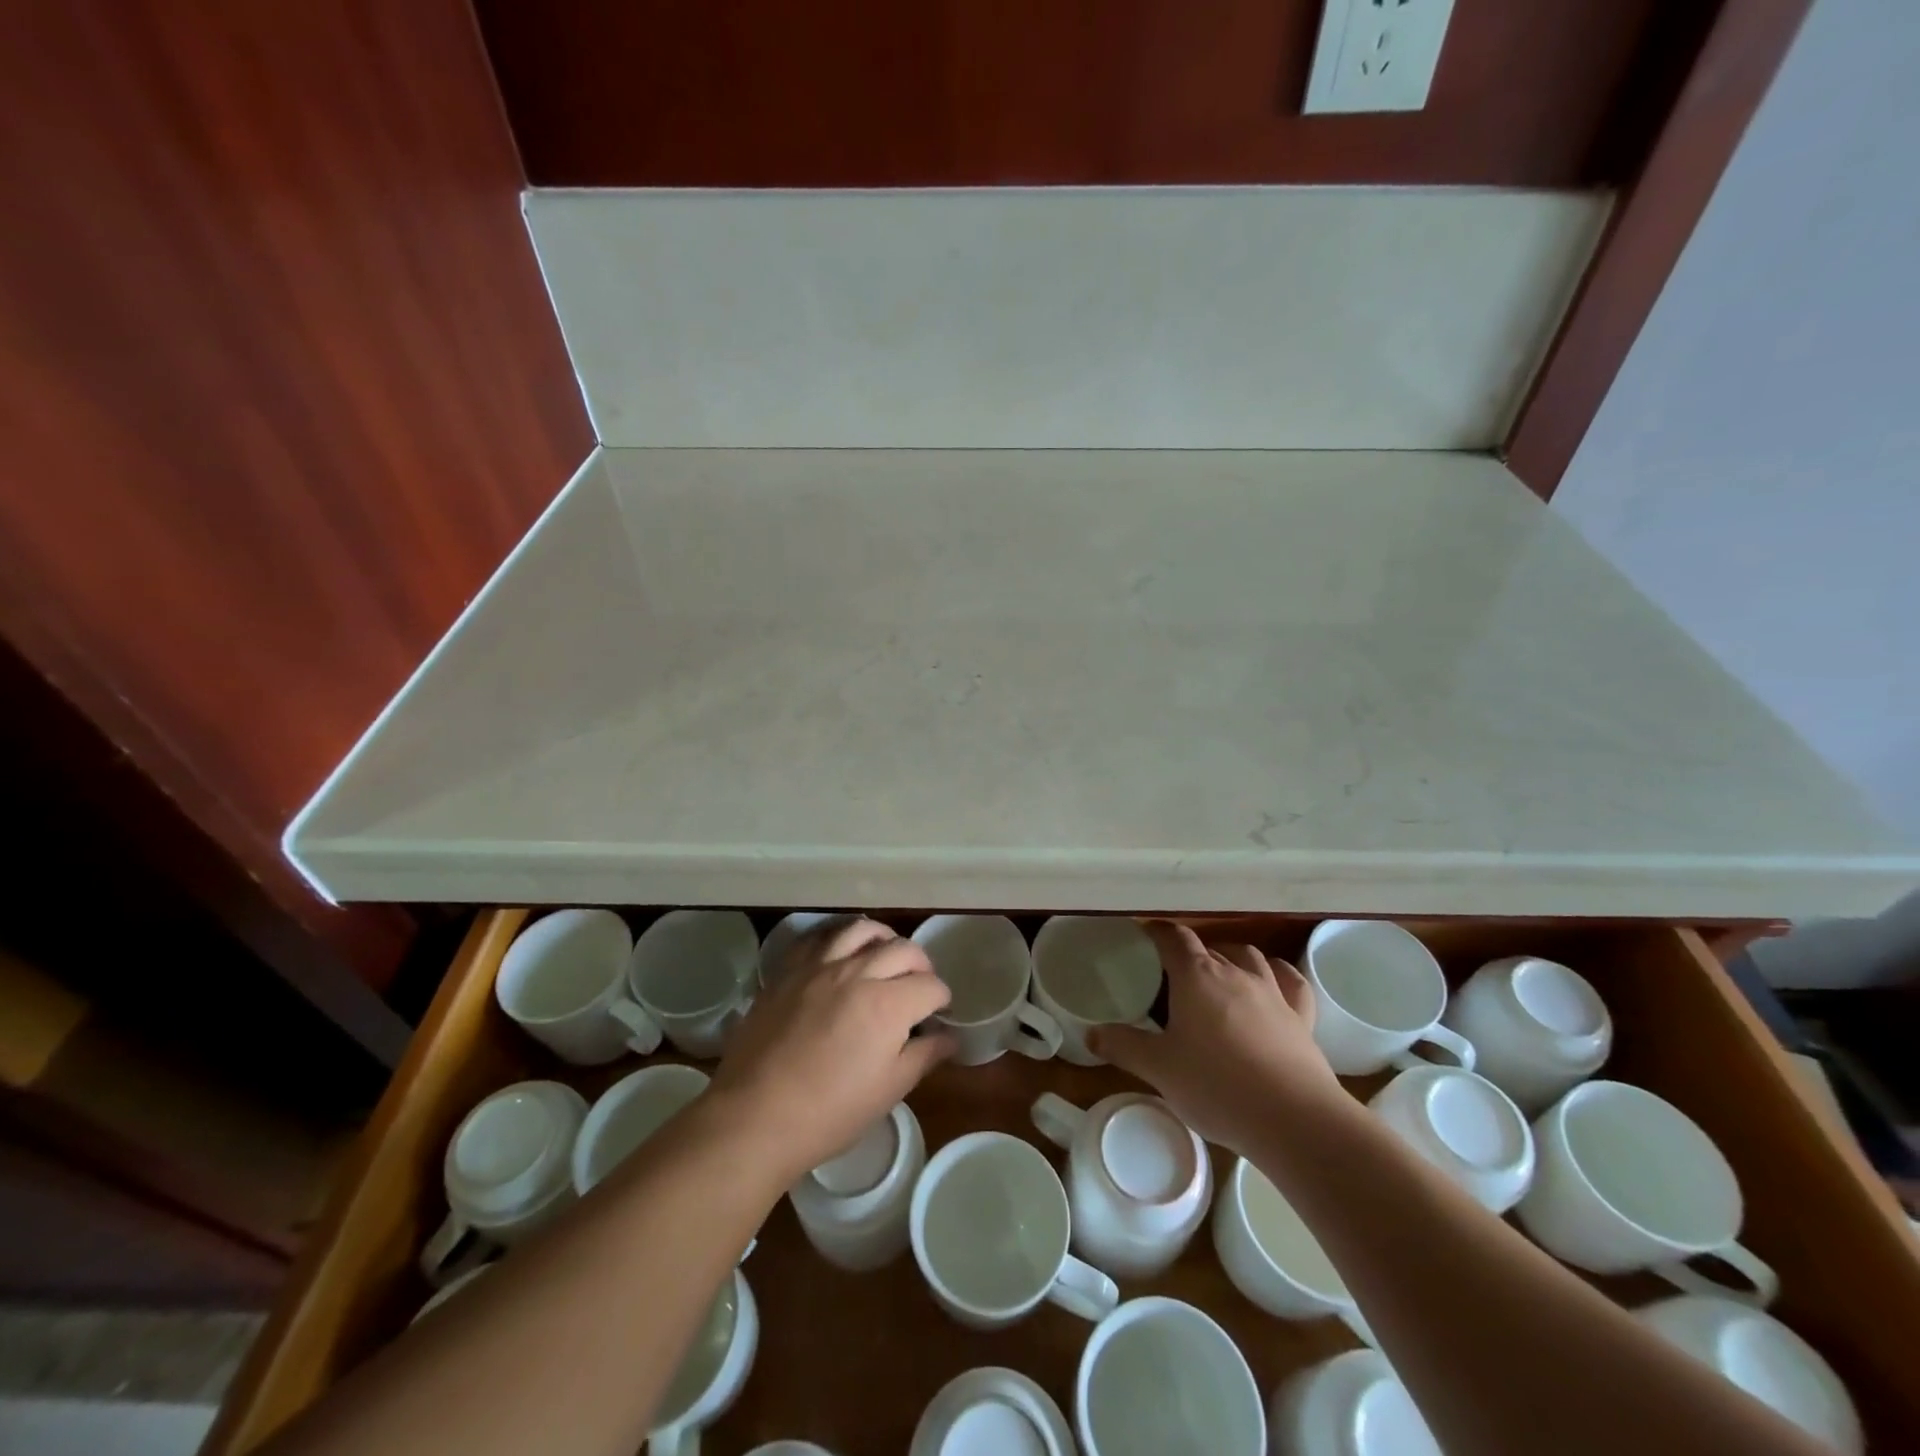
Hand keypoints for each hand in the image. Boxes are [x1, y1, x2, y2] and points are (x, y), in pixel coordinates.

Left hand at [707, 918, 953, 1185]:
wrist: (754, 1116)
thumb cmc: (829, 1113)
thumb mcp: (888, 1090)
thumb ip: (924, 1056)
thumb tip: (950, 1037)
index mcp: (888, 1004)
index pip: (931, 986)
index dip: (941, 998)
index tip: (938, 1012)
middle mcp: (857, 973)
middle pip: (903, 949)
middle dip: (921, 965)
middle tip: (919, 985)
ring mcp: (819, 967)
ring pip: (861, 930)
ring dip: (883, 939)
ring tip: (885, 955)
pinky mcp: (788, 971)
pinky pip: (818, 937)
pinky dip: (839, 938)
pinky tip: (841, 952)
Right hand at [1090, 922, 1341, 1154]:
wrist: (1294, 1120)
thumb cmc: (1217, 1086)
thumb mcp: (1159, 1070)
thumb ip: (1123, 1046)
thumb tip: (1091, 1033)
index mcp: (1196, 977)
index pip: (1173, 938)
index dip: (1155, 932)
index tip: (1141, 937)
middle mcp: (1234, 973)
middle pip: (1207, 948)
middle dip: (1187, 953)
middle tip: (1169, 975)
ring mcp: (1272, 993)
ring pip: (1248, 956)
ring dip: (1229, 956)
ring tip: (1217, 973)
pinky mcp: (1302, 1018)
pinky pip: (1290, 982)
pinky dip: (1277, 975)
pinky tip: (1272, 982)